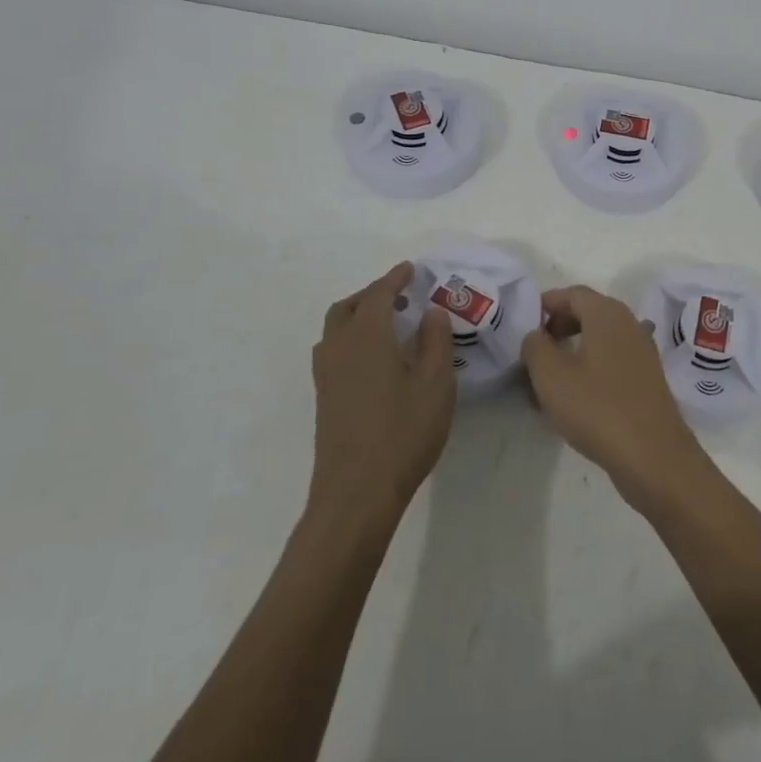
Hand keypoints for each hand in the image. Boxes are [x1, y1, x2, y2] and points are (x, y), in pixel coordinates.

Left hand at [309, 261, 456, 533]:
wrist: (356, 491)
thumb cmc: (403, 433)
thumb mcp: (436, 384)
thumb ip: (436, 342)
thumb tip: (431, 312)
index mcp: (367, 337)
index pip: (379, 295)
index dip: (395, 279)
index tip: (411, 269)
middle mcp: (339, 348)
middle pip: (348, 307)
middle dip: (372, 294)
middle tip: (399, 295)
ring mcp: (327, 375)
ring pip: (336, 329)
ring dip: (358, 315)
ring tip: (388, 323)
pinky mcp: (324, 398)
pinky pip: (334, 351)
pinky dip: (352, 338)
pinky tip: (374, 358)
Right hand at [521, 285, 709, 512]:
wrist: (653, 455)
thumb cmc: (597, 408)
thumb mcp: (551, 376)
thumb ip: (535, 346)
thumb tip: (536, 335)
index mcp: (607, 314)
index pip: (573, 293)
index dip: (547, 303)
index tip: (525, 322)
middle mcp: (629, 324)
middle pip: (589, 311)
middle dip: (560, 324)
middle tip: (536, 347)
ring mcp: (642, 351)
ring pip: (601, 337)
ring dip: (575, 347)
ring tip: (551, 374)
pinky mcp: (648, 378)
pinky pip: (613, 359)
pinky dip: (592, 365)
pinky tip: (577, 394)